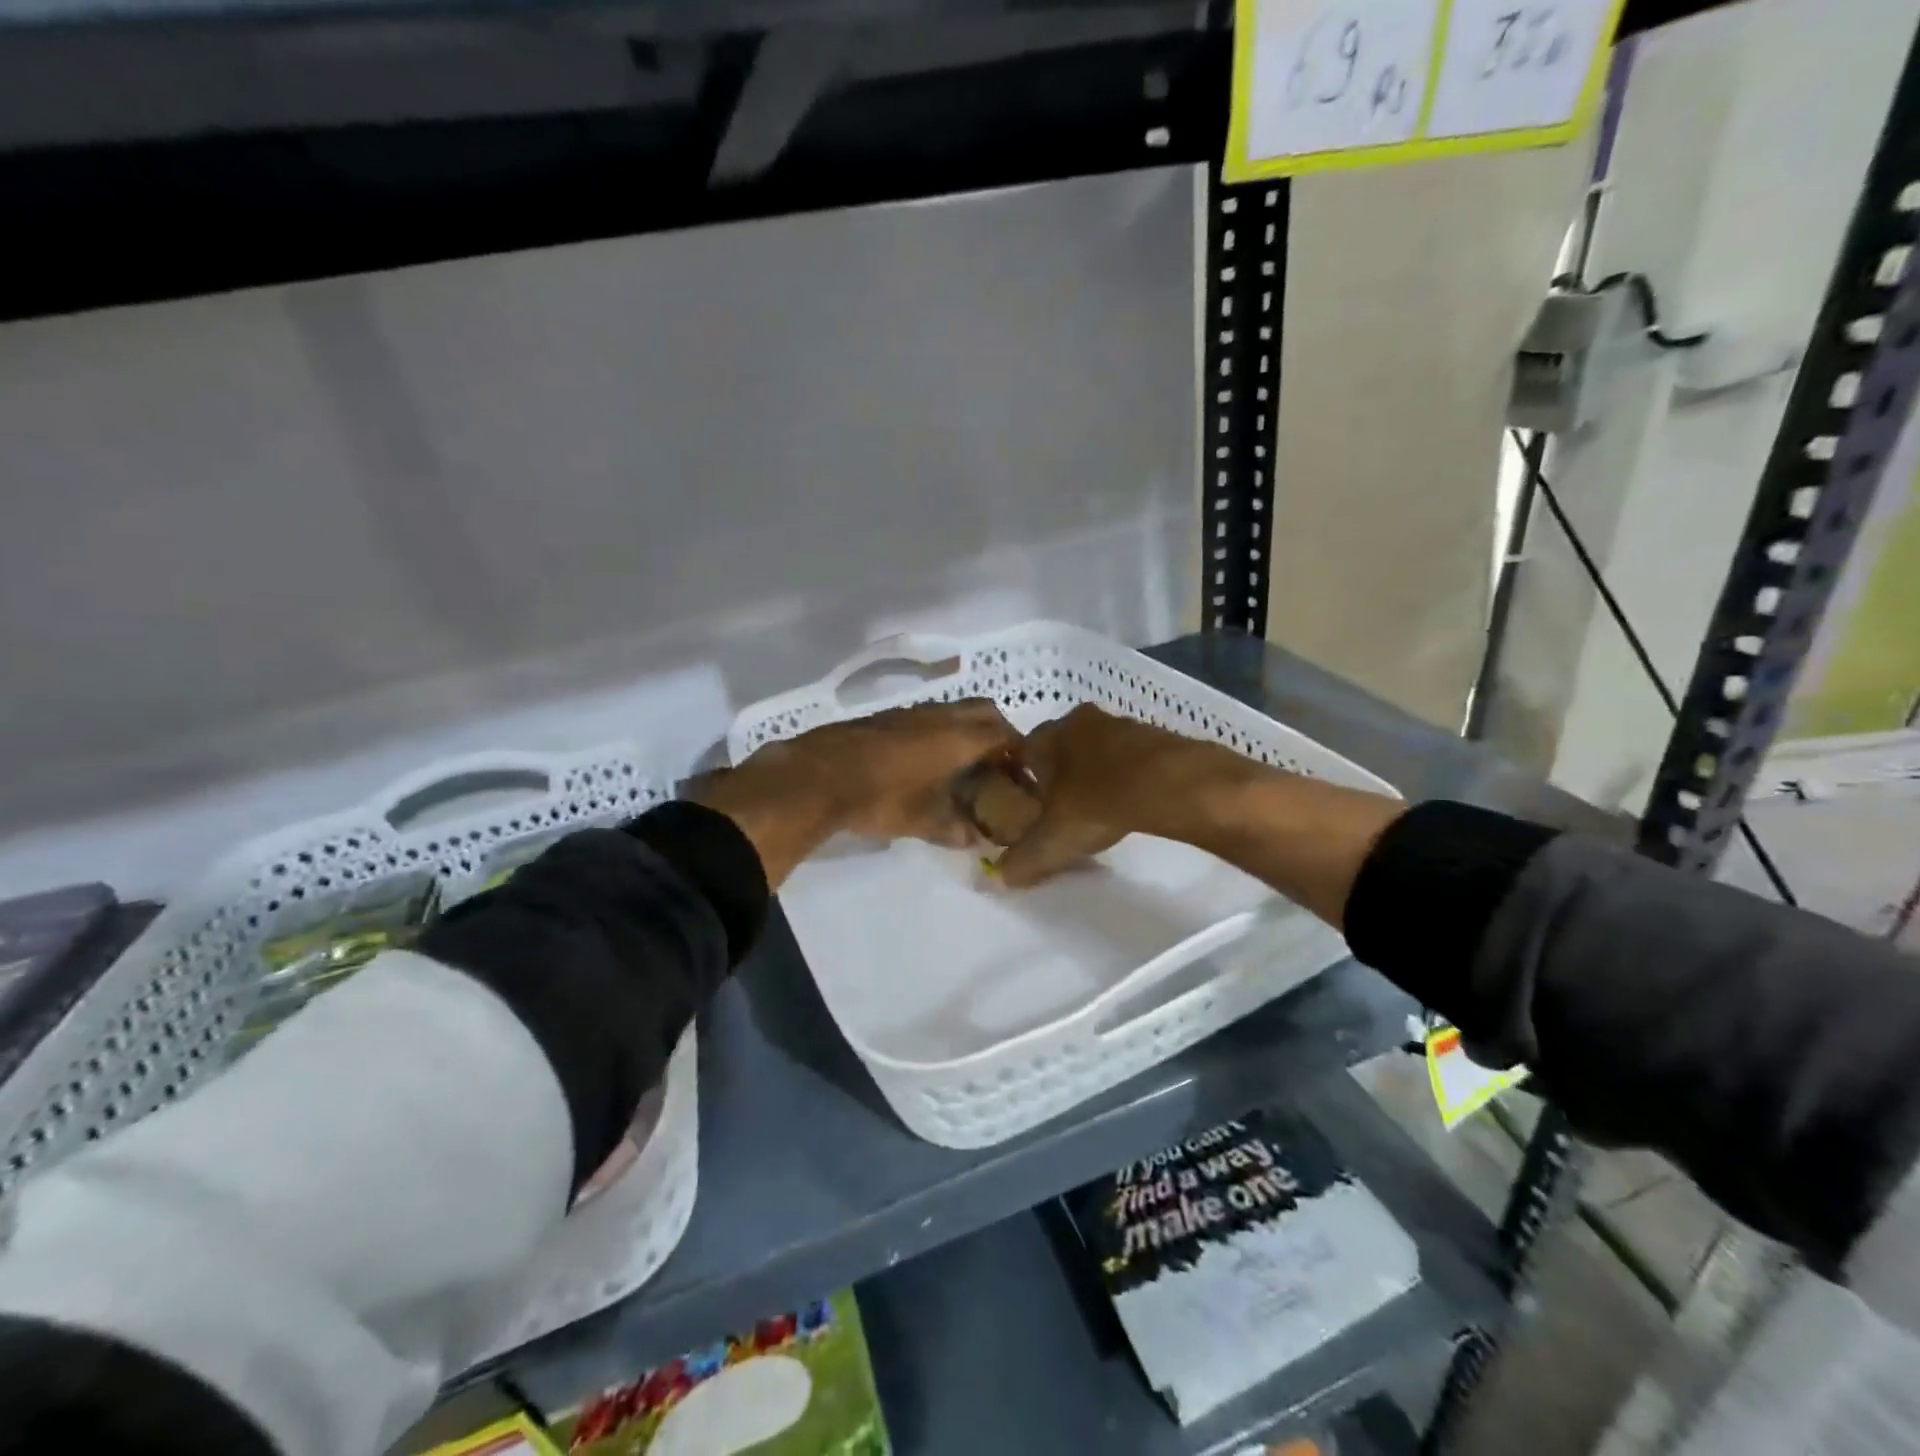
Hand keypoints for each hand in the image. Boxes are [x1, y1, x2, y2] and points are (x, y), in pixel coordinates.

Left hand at [788, 697, 1023, 845]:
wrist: (817, 775)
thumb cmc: (879, 798)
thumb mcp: (921, 821)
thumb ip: (953, 829)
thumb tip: (974, 839)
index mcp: (957, 738)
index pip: (1003, 734)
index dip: (1017, 752)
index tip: (1020, 772)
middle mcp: (938, 716)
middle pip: (983, 711)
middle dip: (998, 732)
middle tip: (997, 762)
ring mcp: (910, 712)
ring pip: (952, 710)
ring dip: (966, 729)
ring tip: (963, 763)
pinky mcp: (885, 716)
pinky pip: (926, 716)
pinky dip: (938, 731)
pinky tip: (925, 760)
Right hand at [997, 704, 1233, 887]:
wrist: (1170, 783)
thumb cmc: (1097, 803)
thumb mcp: (1051, 841)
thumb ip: (1023, 859)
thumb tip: (1002, 876)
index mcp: (1047, 735)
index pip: (1022, 753)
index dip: (1022, 782)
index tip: (1029, 809)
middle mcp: (1079, 720)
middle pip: (1060, 749)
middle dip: (1060, 777)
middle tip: (1063, 811)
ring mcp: (1120, 723)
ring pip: (1097, 750)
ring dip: (1095, 773)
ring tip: (1100, 809)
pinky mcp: (1154, 734)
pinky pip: (1129, 756)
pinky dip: (1126, 775)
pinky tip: (1131, 801)